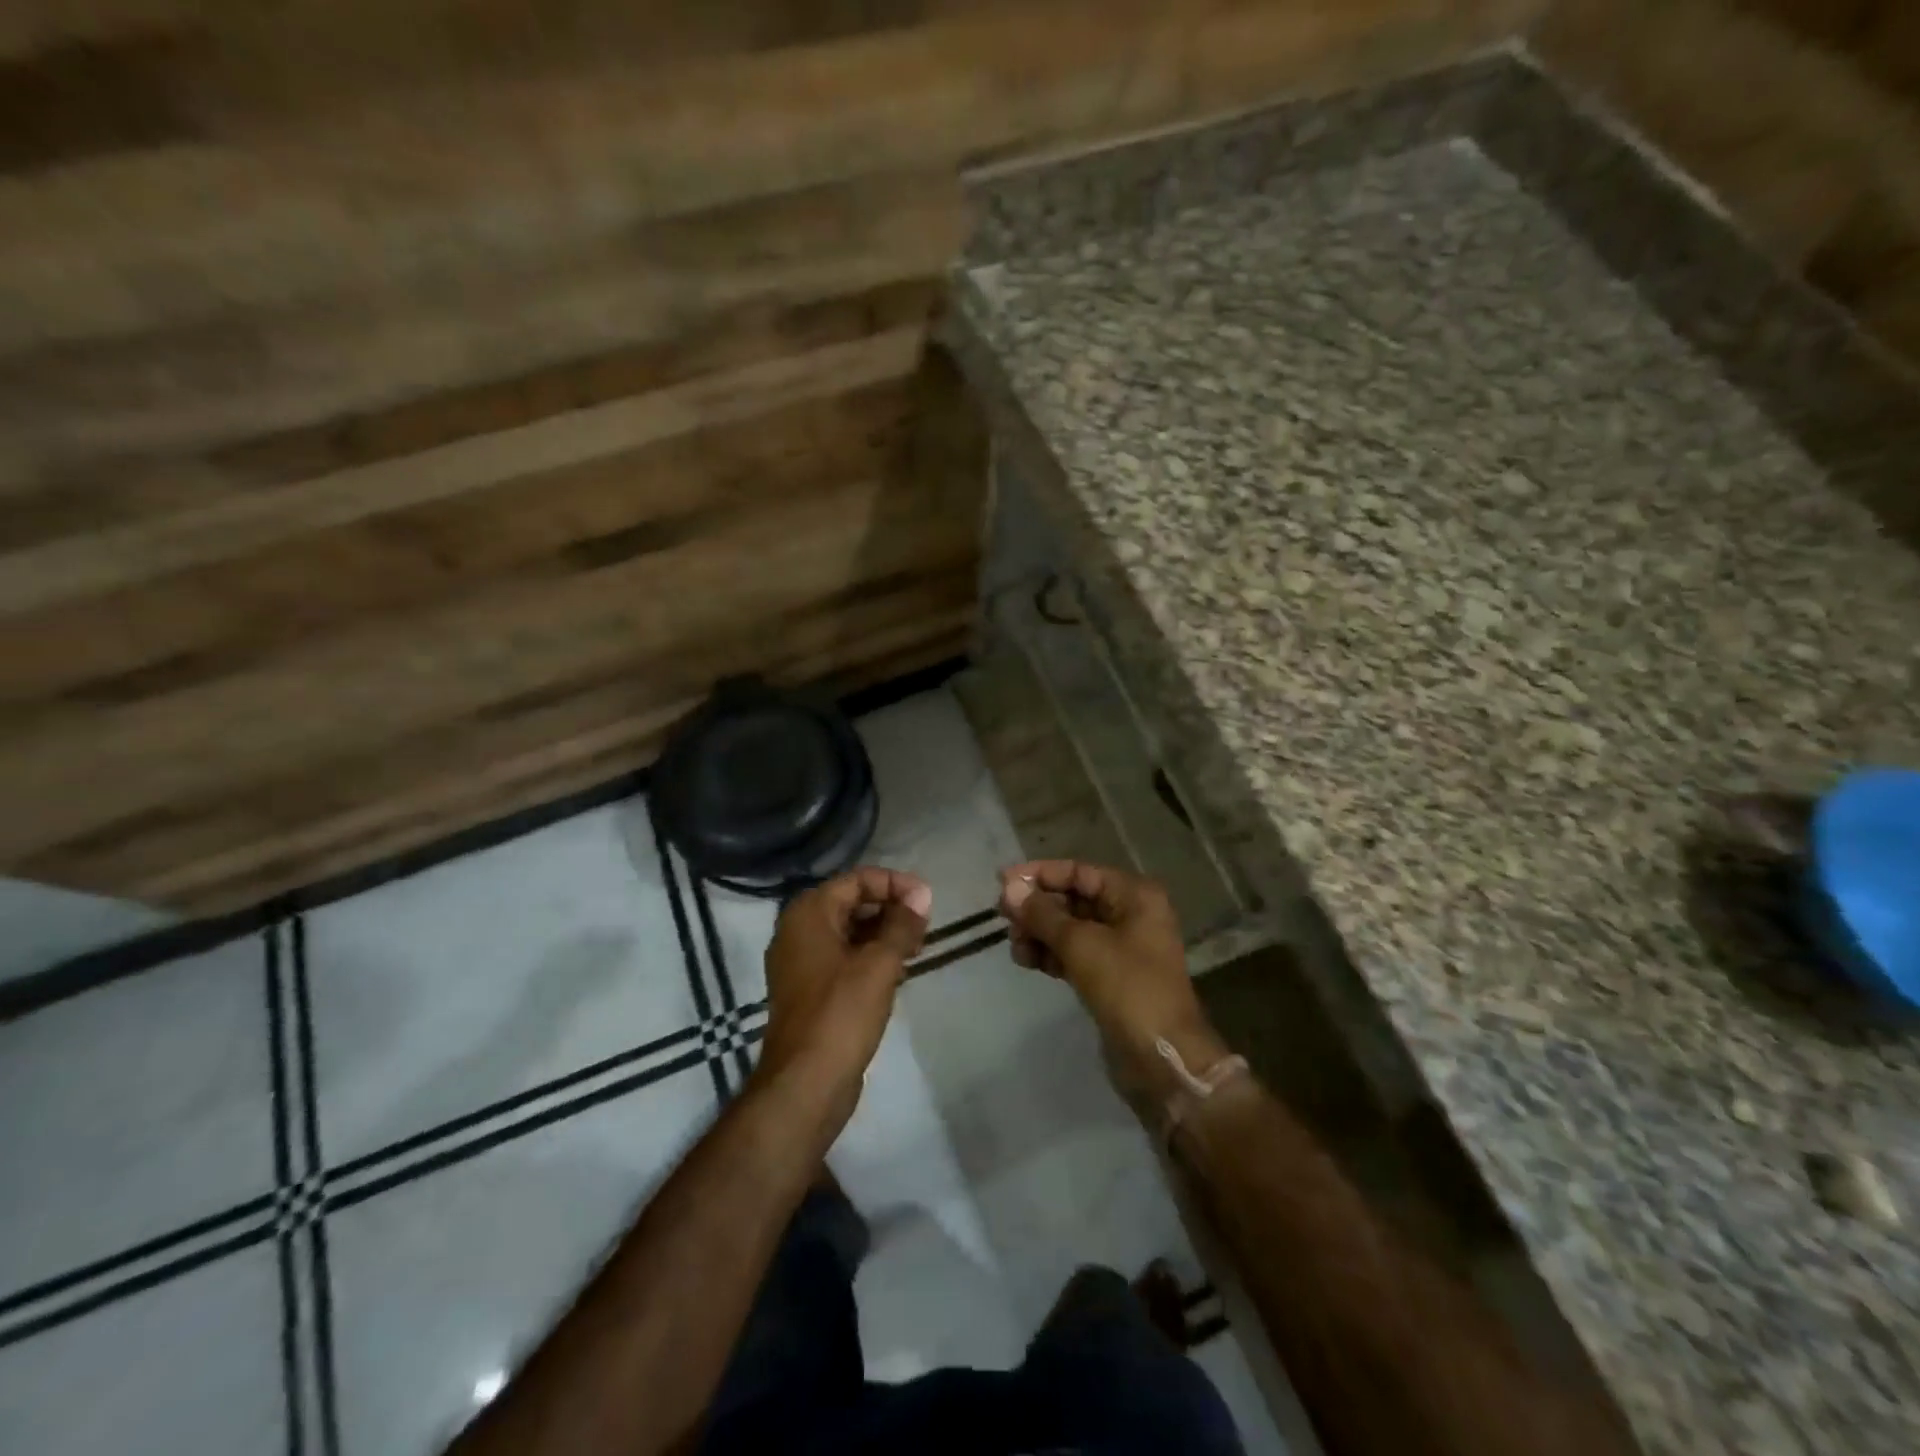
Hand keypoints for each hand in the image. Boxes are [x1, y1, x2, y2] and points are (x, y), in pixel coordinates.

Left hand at [754, 867, 931, 1121]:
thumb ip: (902, 925)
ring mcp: (801, 963)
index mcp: (808, 914)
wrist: (805, 1085)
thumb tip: (922, 894)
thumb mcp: (879, 964)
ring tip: (918, 948)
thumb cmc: (841, 1014)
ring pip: (849, 932)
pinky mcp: (810, 990)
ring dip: (883, 934)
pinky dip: (870, 957)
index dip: (895, 884)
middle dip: (890, 908)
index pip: (856, 880)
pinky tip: (898, 972)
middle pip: (851, 902)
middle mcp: (798, 930)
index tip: (927, 901)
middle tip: (925, 926)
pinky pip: (843, 958)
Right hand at [998, 860, 1227, 1108]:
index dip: (1039, 874)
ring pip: (1071, 928)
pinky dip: (1051, 954)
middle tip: (1003, 918)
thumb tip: (1009, 889)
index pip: (1079, 871)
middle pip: (1073, 898)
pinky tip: (1027, 961)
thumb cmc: (1128, 987)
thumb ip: (1042, 914)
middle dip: (1038, 908)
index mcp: (1133, 895)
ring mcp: (1121, 947)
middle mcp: (1130, 914)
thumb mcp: (1081, 944)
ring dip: (1040, 933)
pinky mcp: (1111, 976)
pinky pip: (1075, 953)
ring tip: (1015, 947)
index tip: (1002, 882)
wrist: (1163, 1056)